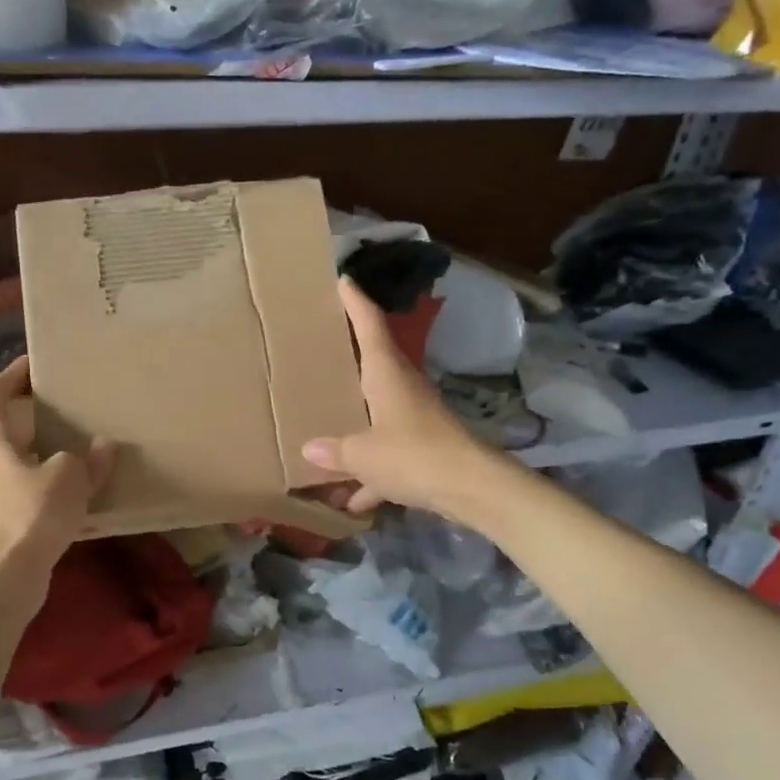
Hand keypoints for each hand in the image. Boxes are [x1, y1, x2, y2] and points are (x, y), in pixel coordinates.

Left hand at [0, 356, 113, 592]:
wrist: (1, 577)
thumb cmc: (31, 514)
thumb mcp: (70, 479)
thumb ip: (87, 459)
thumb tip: (103, 446)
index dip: (12, 375)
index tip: (32, 365)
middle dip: (15, 419)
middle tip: (46, 416)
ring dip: (18, 457)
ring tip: (51, 458)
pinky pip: (0, 496)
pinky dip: (20, 491)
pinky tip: (44, 502)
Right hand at [303, 279, 500, 521]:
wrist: (470, 487)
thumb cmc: (412, 455)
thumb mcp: (363, 454)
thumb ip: (335, 451)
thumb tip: (309, 448)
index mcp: (386, 375)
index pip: (369, 326)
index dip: (355, 303)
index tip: (342, 281)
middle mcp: (402, 389)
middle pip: (374, 364)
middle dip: (350, 357)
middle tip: (322, 347)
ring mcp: (415, 419)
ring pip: (379, 412)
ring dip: (358, 422)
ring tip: (327, 427)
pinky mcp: (424, 450)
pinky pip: (390, 456)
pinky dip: (372, 474)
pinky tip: (351, 499)